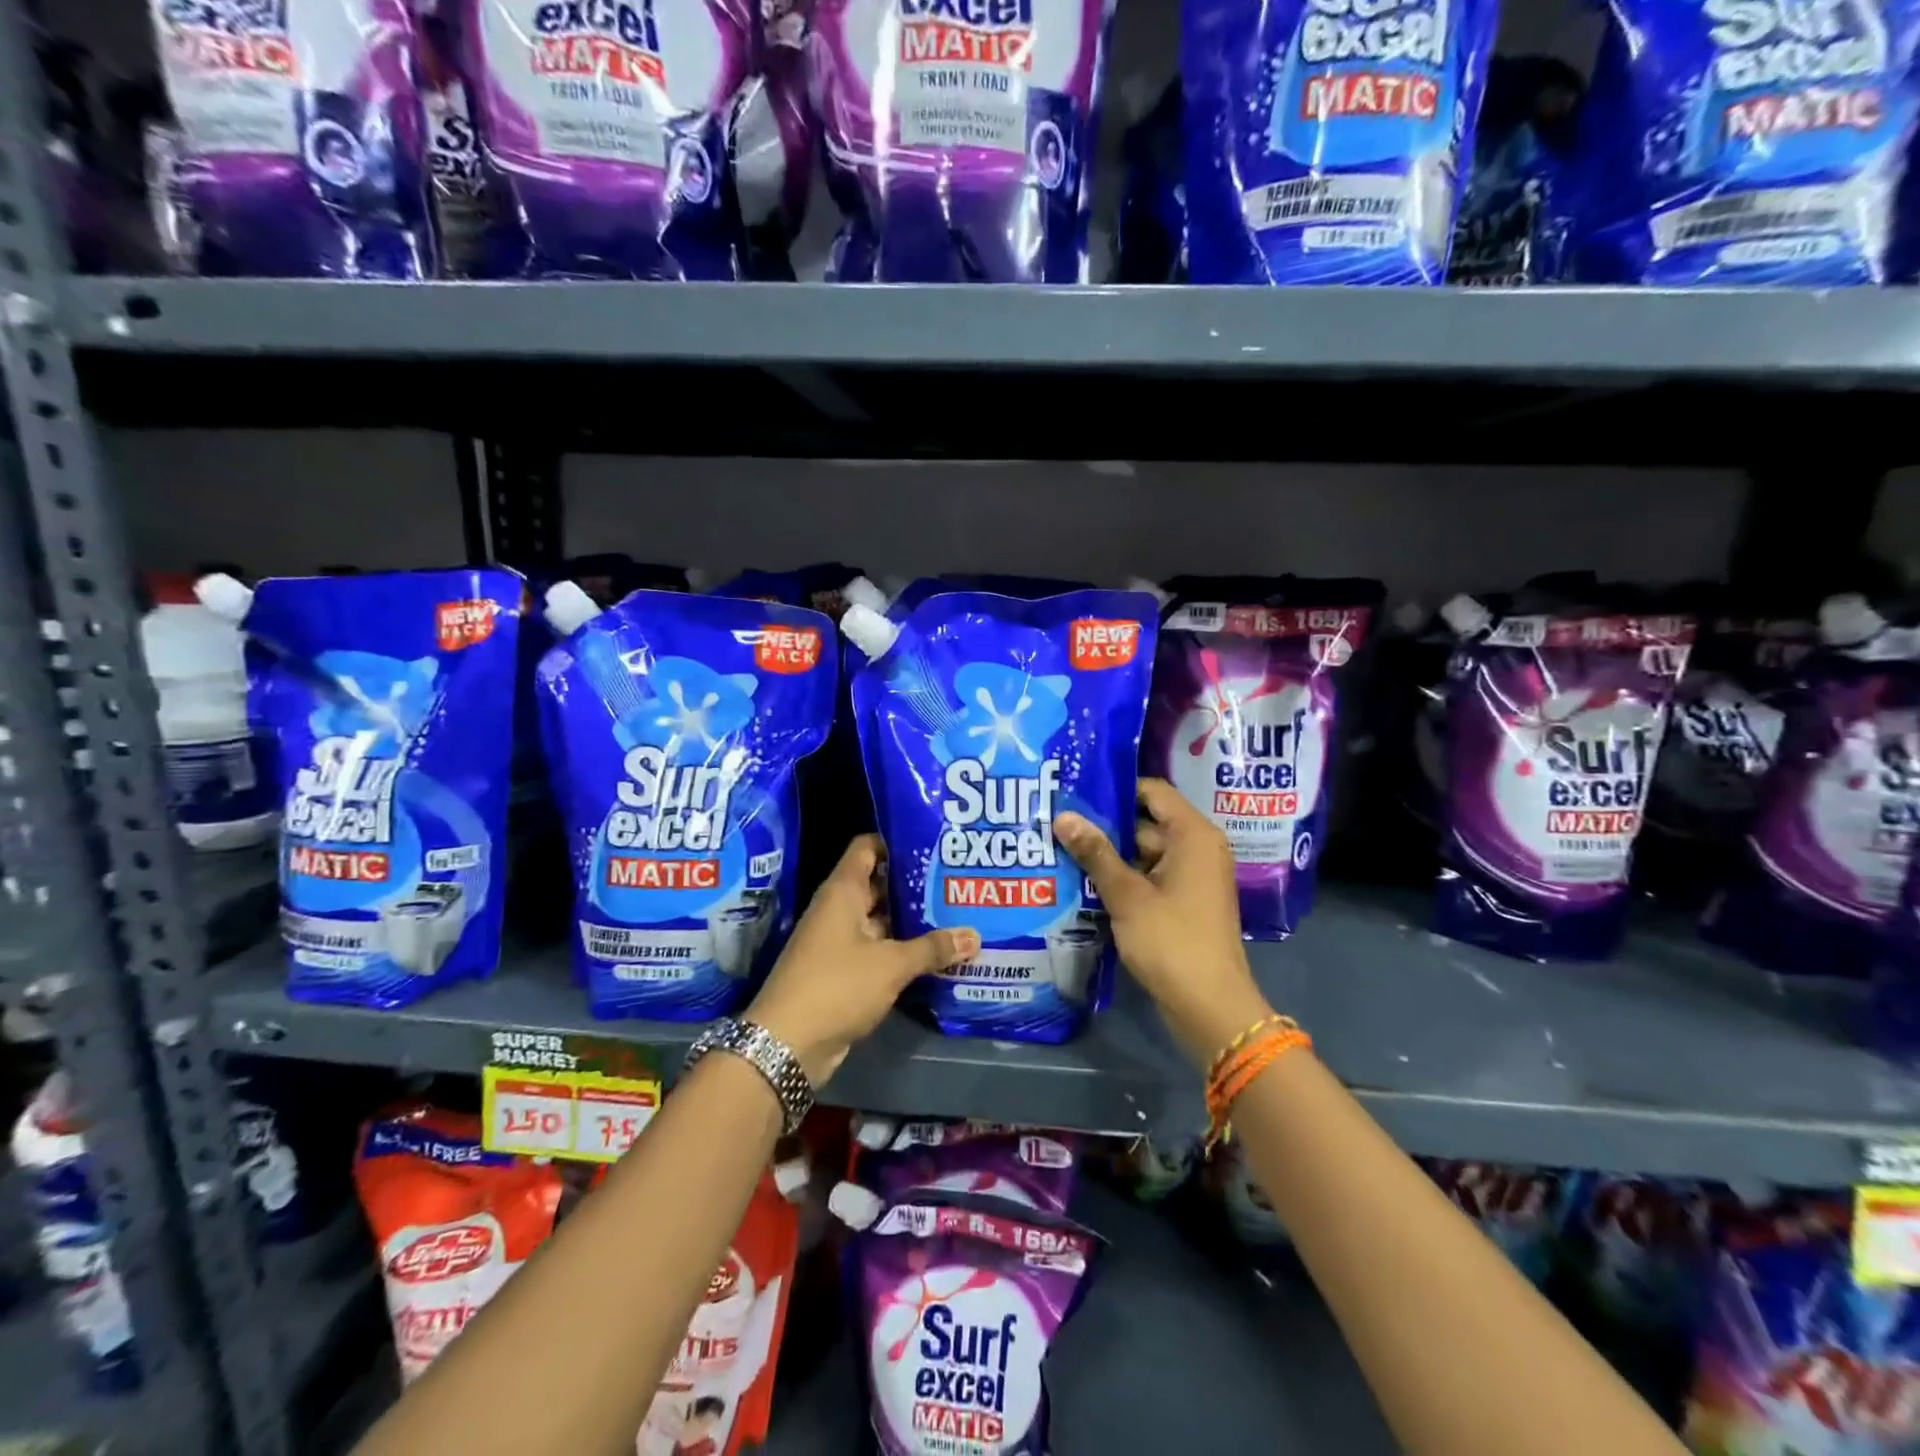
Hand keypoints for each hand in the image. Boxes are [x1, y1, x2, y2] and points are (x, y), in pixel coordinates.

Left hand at [747, 835, 979, 1083]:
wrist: (787, 1045)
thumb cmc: (837, 986)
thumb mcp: (891, 965)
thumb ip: (932, 948)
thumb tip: (975, 935)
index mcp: (842, 892)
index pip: (868, 848)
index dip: (896, 842)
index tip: (932, 845)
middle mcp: (839, 910)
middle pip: (879, 885)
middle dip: (915, 886)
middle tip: (956, 883)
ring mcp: (840, 943)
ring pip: (881, 922)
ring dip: (912, 922)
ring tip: (956, 916)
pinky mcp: (843, 973)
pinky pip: (878, 952)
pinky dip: (902, 952)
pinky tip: (936, 955)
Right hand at [1054, 778, 1272, 1068]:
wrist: (1209, 1005)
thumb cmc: (1171, 940)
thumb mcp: (1126, 894)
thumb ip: (1095, 852)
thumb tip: (1063, 816)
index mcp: (1193, 835)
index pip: (1153, 791)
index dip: (1116, 789)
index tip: (1077, 792)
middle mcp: (1198, 848)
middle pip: (1146, 822)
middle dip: (1105, 825)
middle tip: (1059, 823)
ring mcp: (1192, 877)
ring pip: (1145, 852)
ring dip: (1110, 855)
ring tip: (1063, 849)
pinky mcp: (1184, 902)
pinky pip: (1150, 877)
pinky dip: (1124, 878)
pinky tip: (1085, 882)